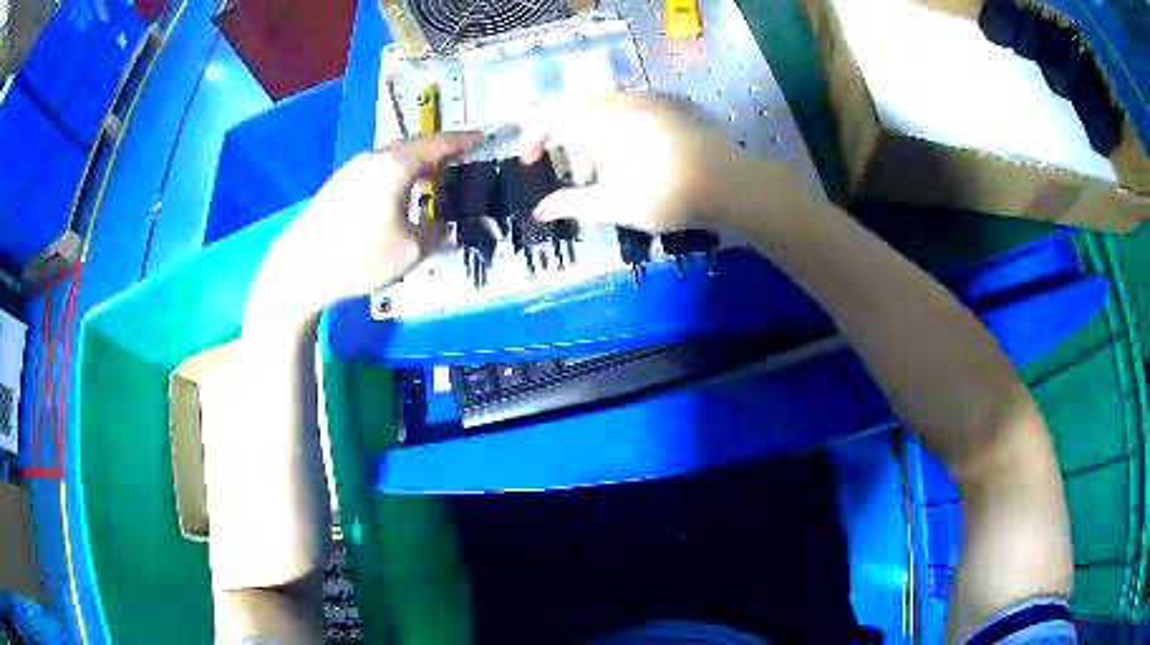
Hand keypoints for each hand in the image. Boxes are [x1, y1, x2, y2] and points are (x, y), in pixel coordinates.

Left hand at [270, 131, 482, 307]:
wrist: (300, 268)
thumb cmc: (359, 257)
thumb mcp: (410, 251)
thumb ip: (435, 234)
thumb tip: (444, 227)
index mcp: (395, 166)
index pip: (437, 144)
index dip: (463, 141)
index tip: (483, 137)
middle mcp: (374, 159)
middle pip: (414, 146)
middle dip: (439, 150)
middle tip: (461, 158)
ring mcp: (352, 170)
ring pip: (393, 157)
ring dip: (416, 163)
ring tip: (433, 177)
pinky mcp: (338, 185)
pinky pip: (377, 169)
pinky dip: (397, 174)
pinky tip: (399, 193)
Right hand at [518, 93, 799, 231]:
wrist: (728, 183)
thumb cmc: (665, 195)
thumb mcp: (613, 205)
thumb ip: (571, 203)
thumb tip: (538, 210)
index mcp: (598, 121)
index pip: (547, 114)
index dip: (531, 135)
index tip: (530, 162)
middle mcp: (618, 101)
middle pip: (573, 108)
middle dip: (564, 139)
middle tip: (577, 175)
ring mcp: (646, 99)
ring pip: (601, 109)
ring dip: (591, 137)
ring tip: (604, 175)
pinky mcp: (668, 104)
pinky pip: (627, 108)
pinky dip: (615, 129)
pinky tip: (633, 158)